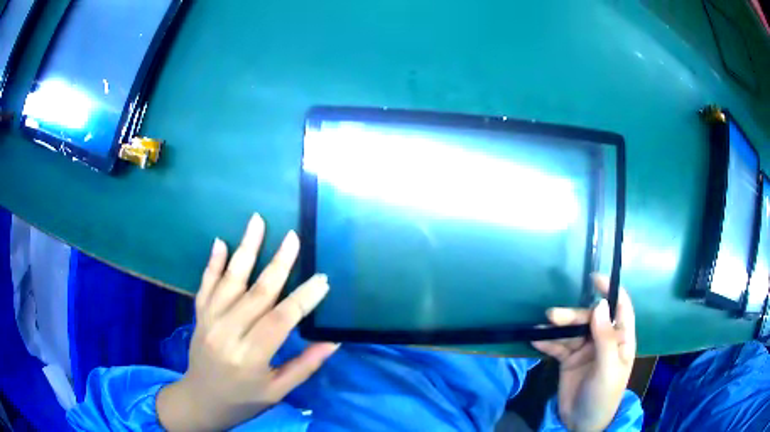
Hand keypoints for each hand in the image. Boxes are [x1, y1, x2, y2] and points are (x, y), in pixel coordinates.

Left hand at [157, 214, 337, 430]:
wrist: (201, 400)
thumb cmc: (244, 399)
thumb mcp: (278, 392)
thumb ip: (304, 366)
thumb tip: (332, 341)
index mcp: (250, 357)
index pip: (281, 320)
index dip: (303, 299)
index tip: (323, 279)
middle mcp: (227, 333)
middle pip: (256, 292)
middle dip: (279, 263)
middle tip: (294, 237)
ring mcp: (209, 320)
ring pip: (230, 280)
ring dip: (245, 249)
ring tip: (257, 221)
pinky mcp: (198, 314)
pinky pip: (206, 284)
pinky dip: (213, 262)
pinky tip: (220, 242)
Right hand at [532, 274, 635, 431]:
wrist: (581, 423)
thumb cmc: (603, 395)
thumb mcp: (608, 368)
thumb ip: (605, 338)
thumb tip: (600, 305)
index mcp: (621, 339)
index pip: (620, 308)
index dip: (611, 291)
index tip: (595, 279)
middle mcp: (604, 340)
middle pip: (589, 318)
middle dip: (572, 316)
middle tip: (552, 315)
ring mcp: (585, 350)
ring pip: (572, 331)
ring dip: (557, 328)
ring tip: (541, 327)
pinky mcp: (568, 360)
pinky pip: (558, 346)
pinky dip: (548, 341)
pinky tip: (536, 339)